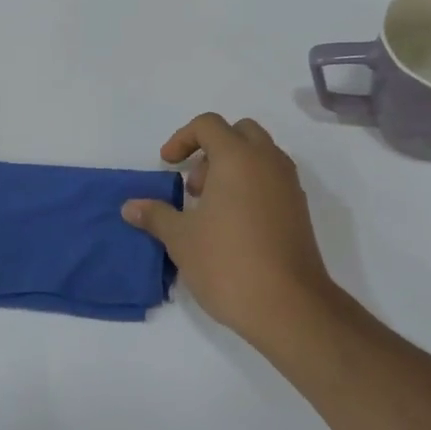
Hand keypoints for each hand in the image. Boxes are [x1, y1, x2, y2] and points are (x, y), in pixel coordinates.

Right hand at [122, 113, 339, 341]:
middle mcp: (268, 162)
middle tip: (194, 187)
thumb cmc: (227, 263)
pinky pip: (272, 179)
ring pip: (260, 156)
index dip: (182, 138)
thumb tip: (131, 207)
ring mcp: (289, 185)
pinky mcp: (299, 209)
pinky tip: (234, 226)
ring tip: (210, 210)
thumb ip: (156, 216)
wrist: (288, 304)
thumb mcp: (181, 239)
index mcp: (238, 157)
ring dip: (232, 168)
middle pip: (240, 133)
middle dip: (212, 150)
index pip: (209, 125)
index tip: (167, 166)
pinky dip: (251, 186)